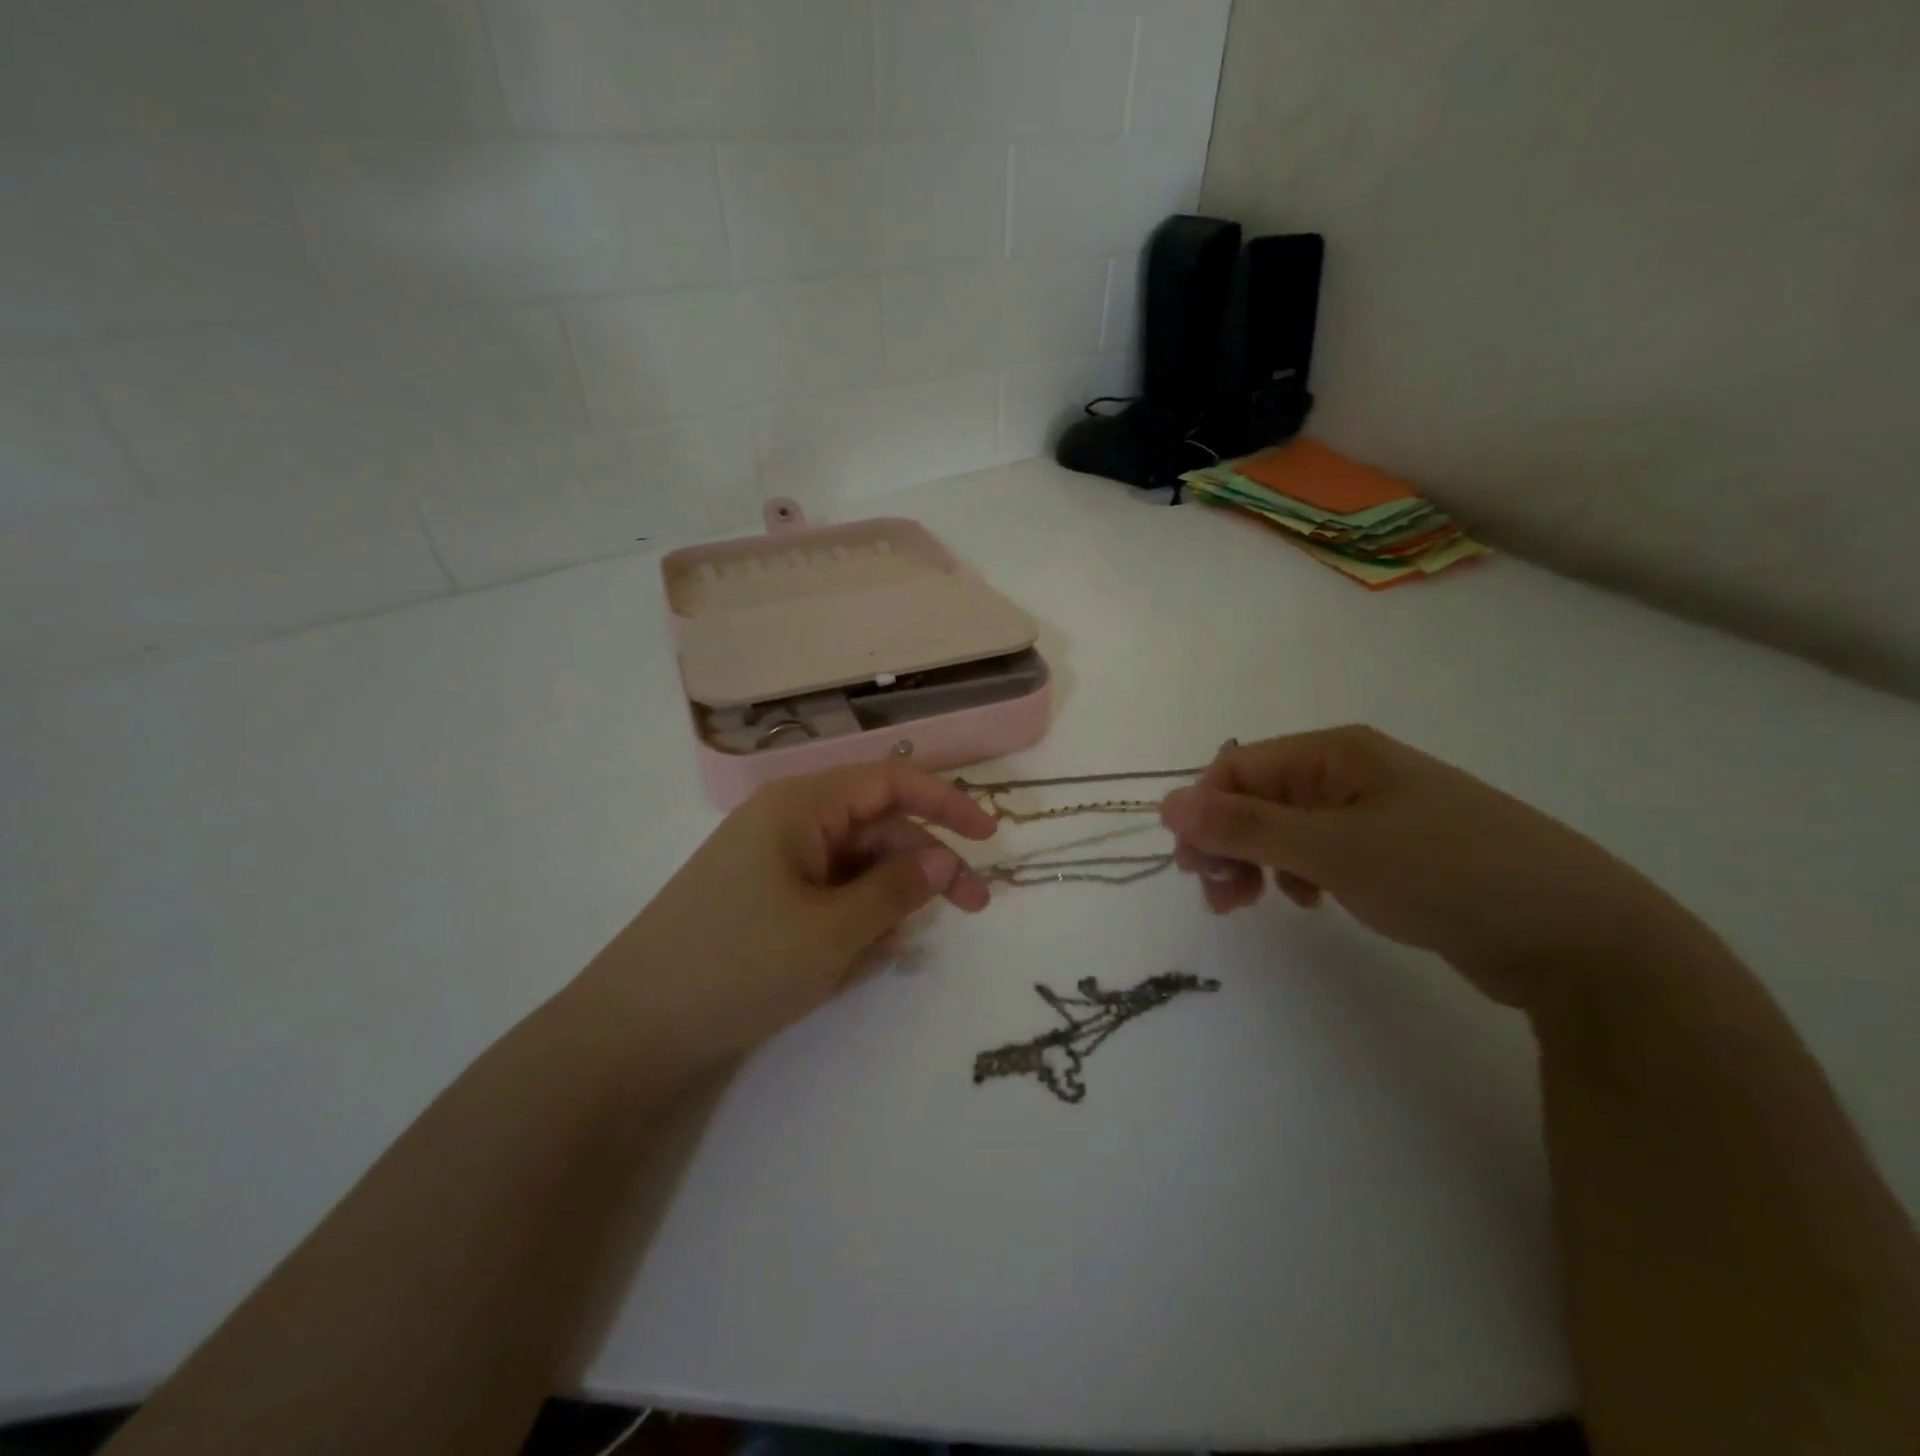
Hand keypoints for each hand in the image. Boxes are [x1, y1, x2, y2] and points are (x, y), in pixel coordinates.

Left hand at [582, 763, 996, 1076]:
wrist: (631, 1030)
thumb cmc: (738, 965)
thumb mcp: (832, 931)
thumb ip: (896, 889)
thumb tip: (943, 858)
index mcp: (801, 806)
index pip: (889, 781)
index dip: (946, 801)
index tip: (991, 836)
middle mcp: (788, 822)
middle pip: (877, 825)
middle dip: (927, 862)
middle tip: (974, 908)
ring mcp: (772, 862)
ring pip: (854, 864)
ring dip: (889, 897)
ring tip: (896, 948)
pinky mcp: (762, 900)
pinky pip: (826, 894)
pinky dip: (854, 917)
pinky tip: (861, 957)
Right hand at [1160, 726, 1695, 1011]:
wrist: (1576, 934)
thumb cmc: (1442, 873)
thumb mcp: (1331, 849)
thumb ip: (1244, 827)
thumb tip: (1167, 804)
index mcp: (1334, 753)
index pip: (1236, 768)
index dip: (1203, 813)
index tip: (1192, 869)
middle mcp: (1350, 772)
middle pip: (1257, 797)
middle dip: (1227, 843)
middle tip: (1221, 897)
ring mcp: (1374, 810)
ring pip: (1284, 828)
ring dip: (1256, 862)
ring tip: (1254, 905)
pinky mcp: (1393, 850)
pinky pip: (1319, 852)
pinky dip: (1298, 875)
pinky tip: (1312, 902)